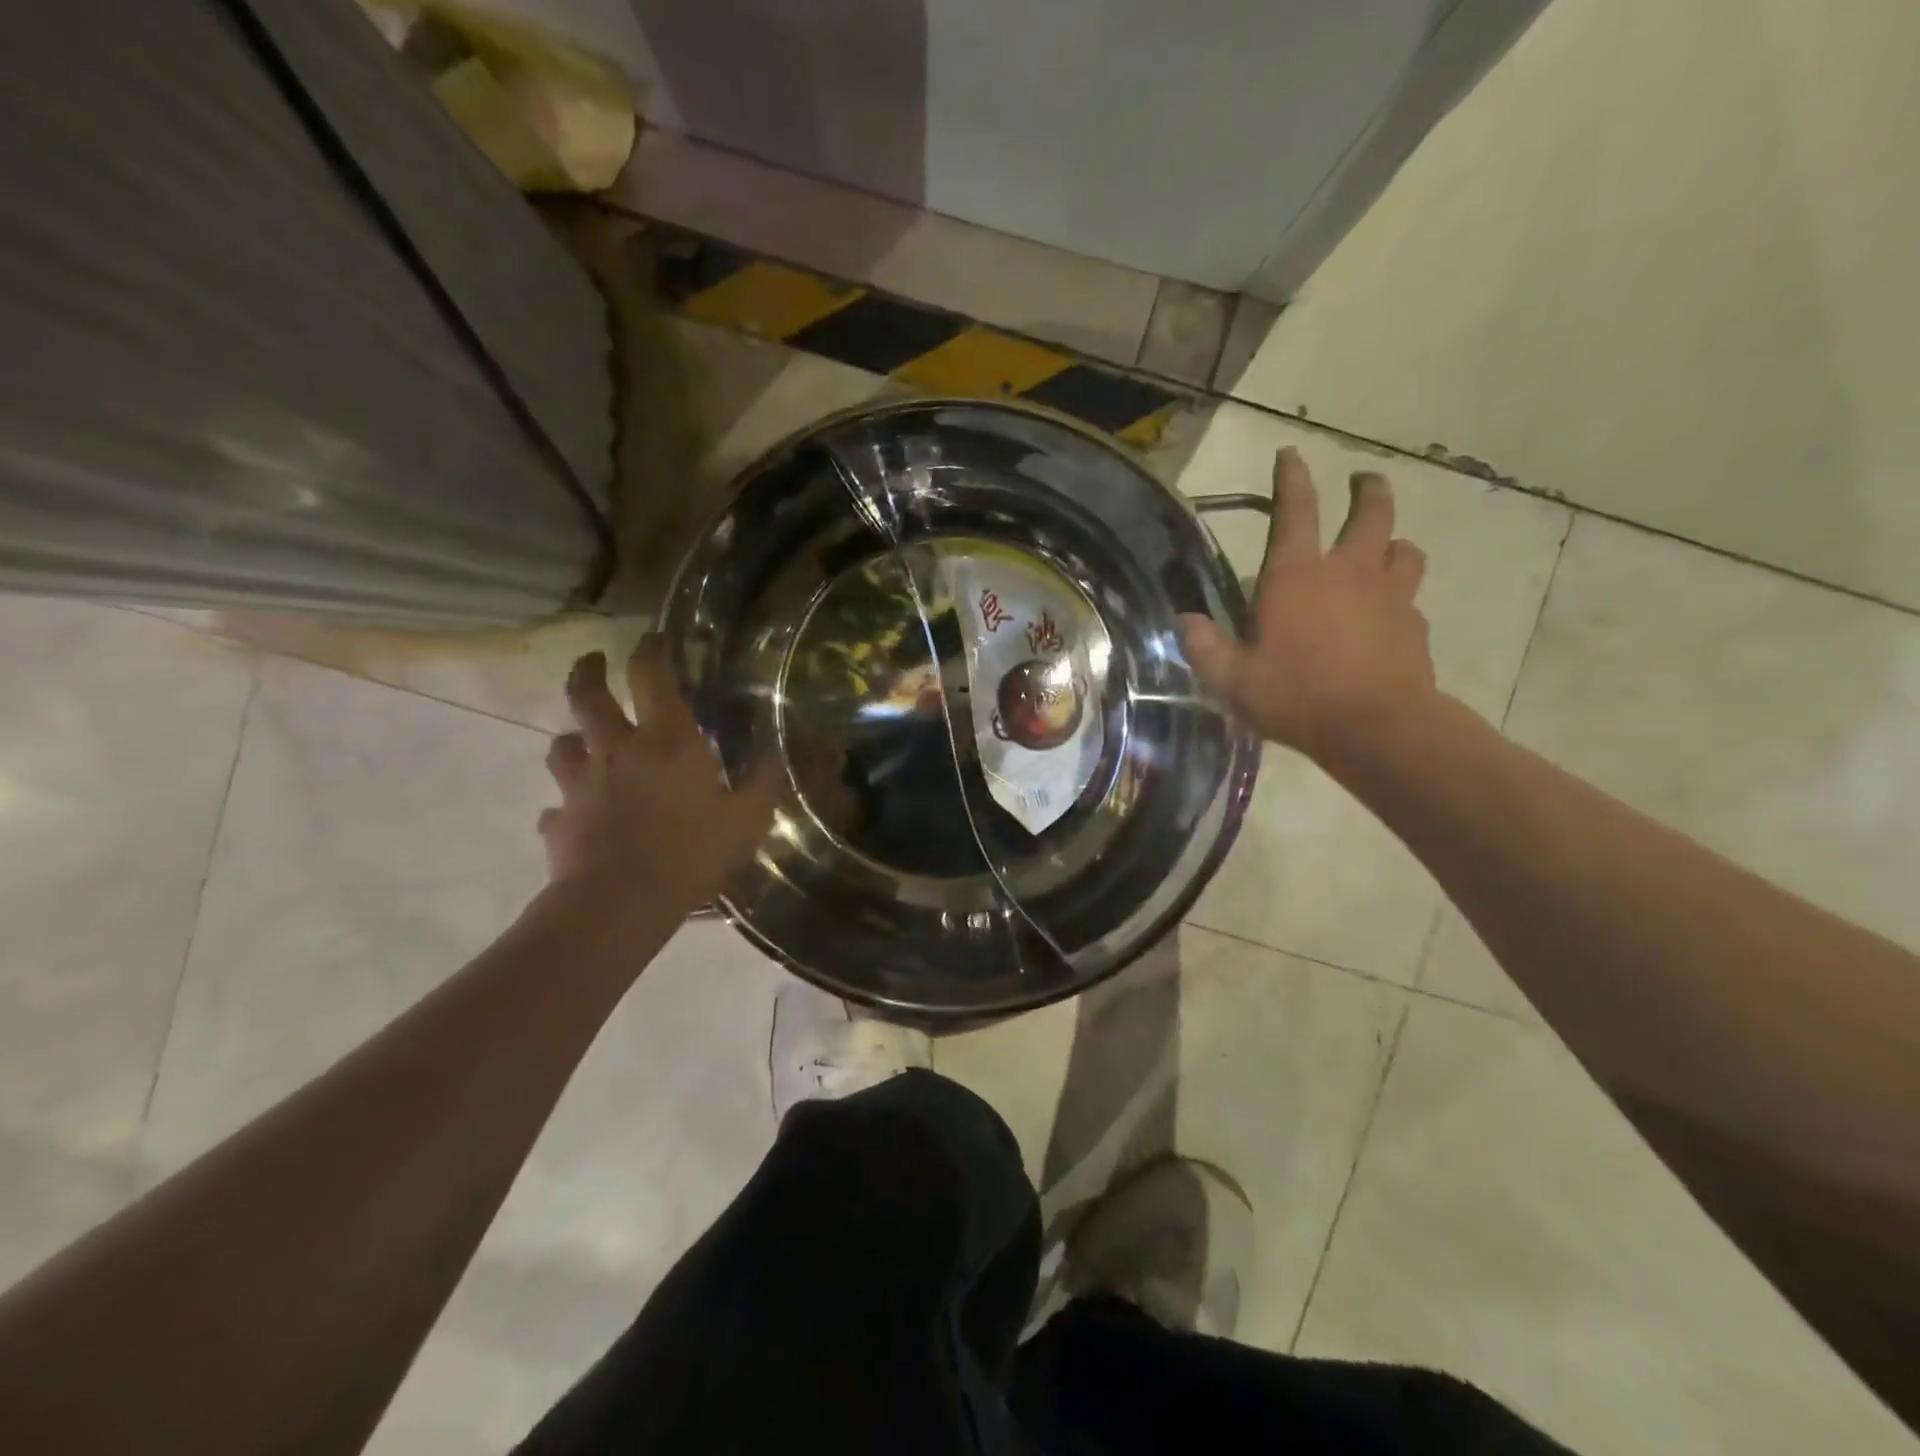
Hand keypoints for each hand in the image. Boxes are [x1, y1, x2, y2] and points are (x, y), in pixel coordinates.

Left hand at [540, 637, 781, 914]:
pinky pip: (557, 806)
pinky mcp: (559, 820)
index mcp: (667, 741)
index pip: (652, 676)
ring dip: (572, 738)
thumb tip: (773, 756)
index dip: (650, 650)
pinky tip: (575, 816)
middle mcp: (618, 749)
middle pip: (588, 695)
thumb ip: (762, 783)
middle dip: (588, 672)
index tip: (651, 639)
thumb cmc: (692, 852)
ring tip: (582, 743)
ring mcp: (582, 784)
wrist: (621, 902)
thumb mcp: (747, 819)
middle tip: (593, 663)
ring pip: (562, 744)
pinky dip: (566, 805)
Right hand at [1181, 447, 1437, 766]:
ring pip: (1403, 548)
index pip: (1295, 509)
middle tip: (1363, 481)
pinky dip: (1399, 595)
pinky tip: (1389, 613)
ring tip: (1384, 548)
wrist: (1375, 728)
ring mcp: (1389, 595)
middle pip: (1371, 512)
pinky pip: (1410, 597)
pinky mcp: (1413, 624)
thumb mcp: (1232, 680)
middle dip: (1367, 490)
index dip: (1292, 477)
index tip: (1292, 453)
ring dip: (1393, 542)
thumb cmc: (1295, 697)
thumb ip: (1205, 648)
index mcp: (1296, 576)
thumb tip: (1186, 621)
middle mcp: (1347, 572)